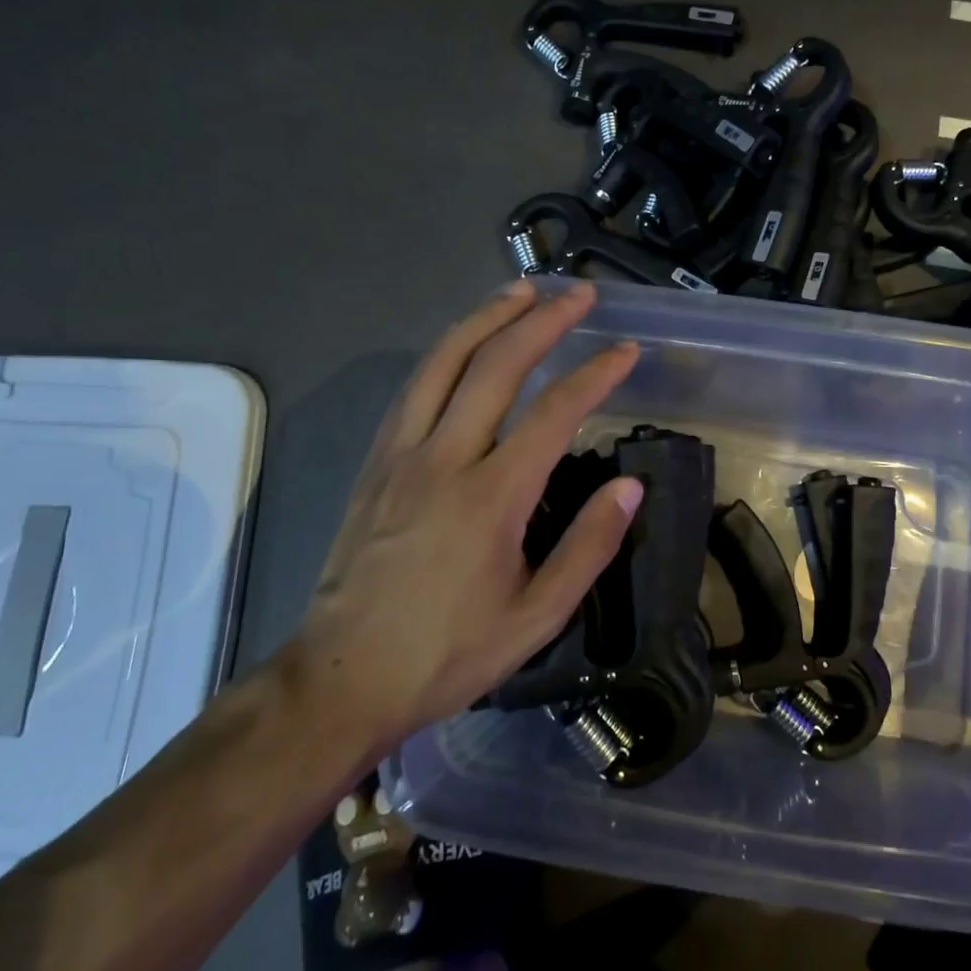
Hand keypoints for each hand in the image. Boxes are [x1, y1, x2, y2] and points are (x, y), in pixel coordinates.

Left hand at [291, 279, 640, 740]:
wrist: (341, 679)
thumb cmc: (447, 653)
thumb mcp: (536, 617)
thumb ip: (588, 547)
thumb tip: (629, 486)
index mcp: (490, 497)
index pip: (554, 413)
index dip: (595, 375)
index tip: (625, 351)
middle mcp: (443, 458)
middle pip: (494, 366)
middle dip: (541, 321)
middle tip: (577, 293)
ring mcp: (400, 455)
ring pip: (442, 363)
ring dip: (485, 318)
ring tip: (519, 290)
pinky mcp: (374, 464)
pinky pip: (412, 389)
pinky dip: (445, 353)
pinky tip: (462, 346)